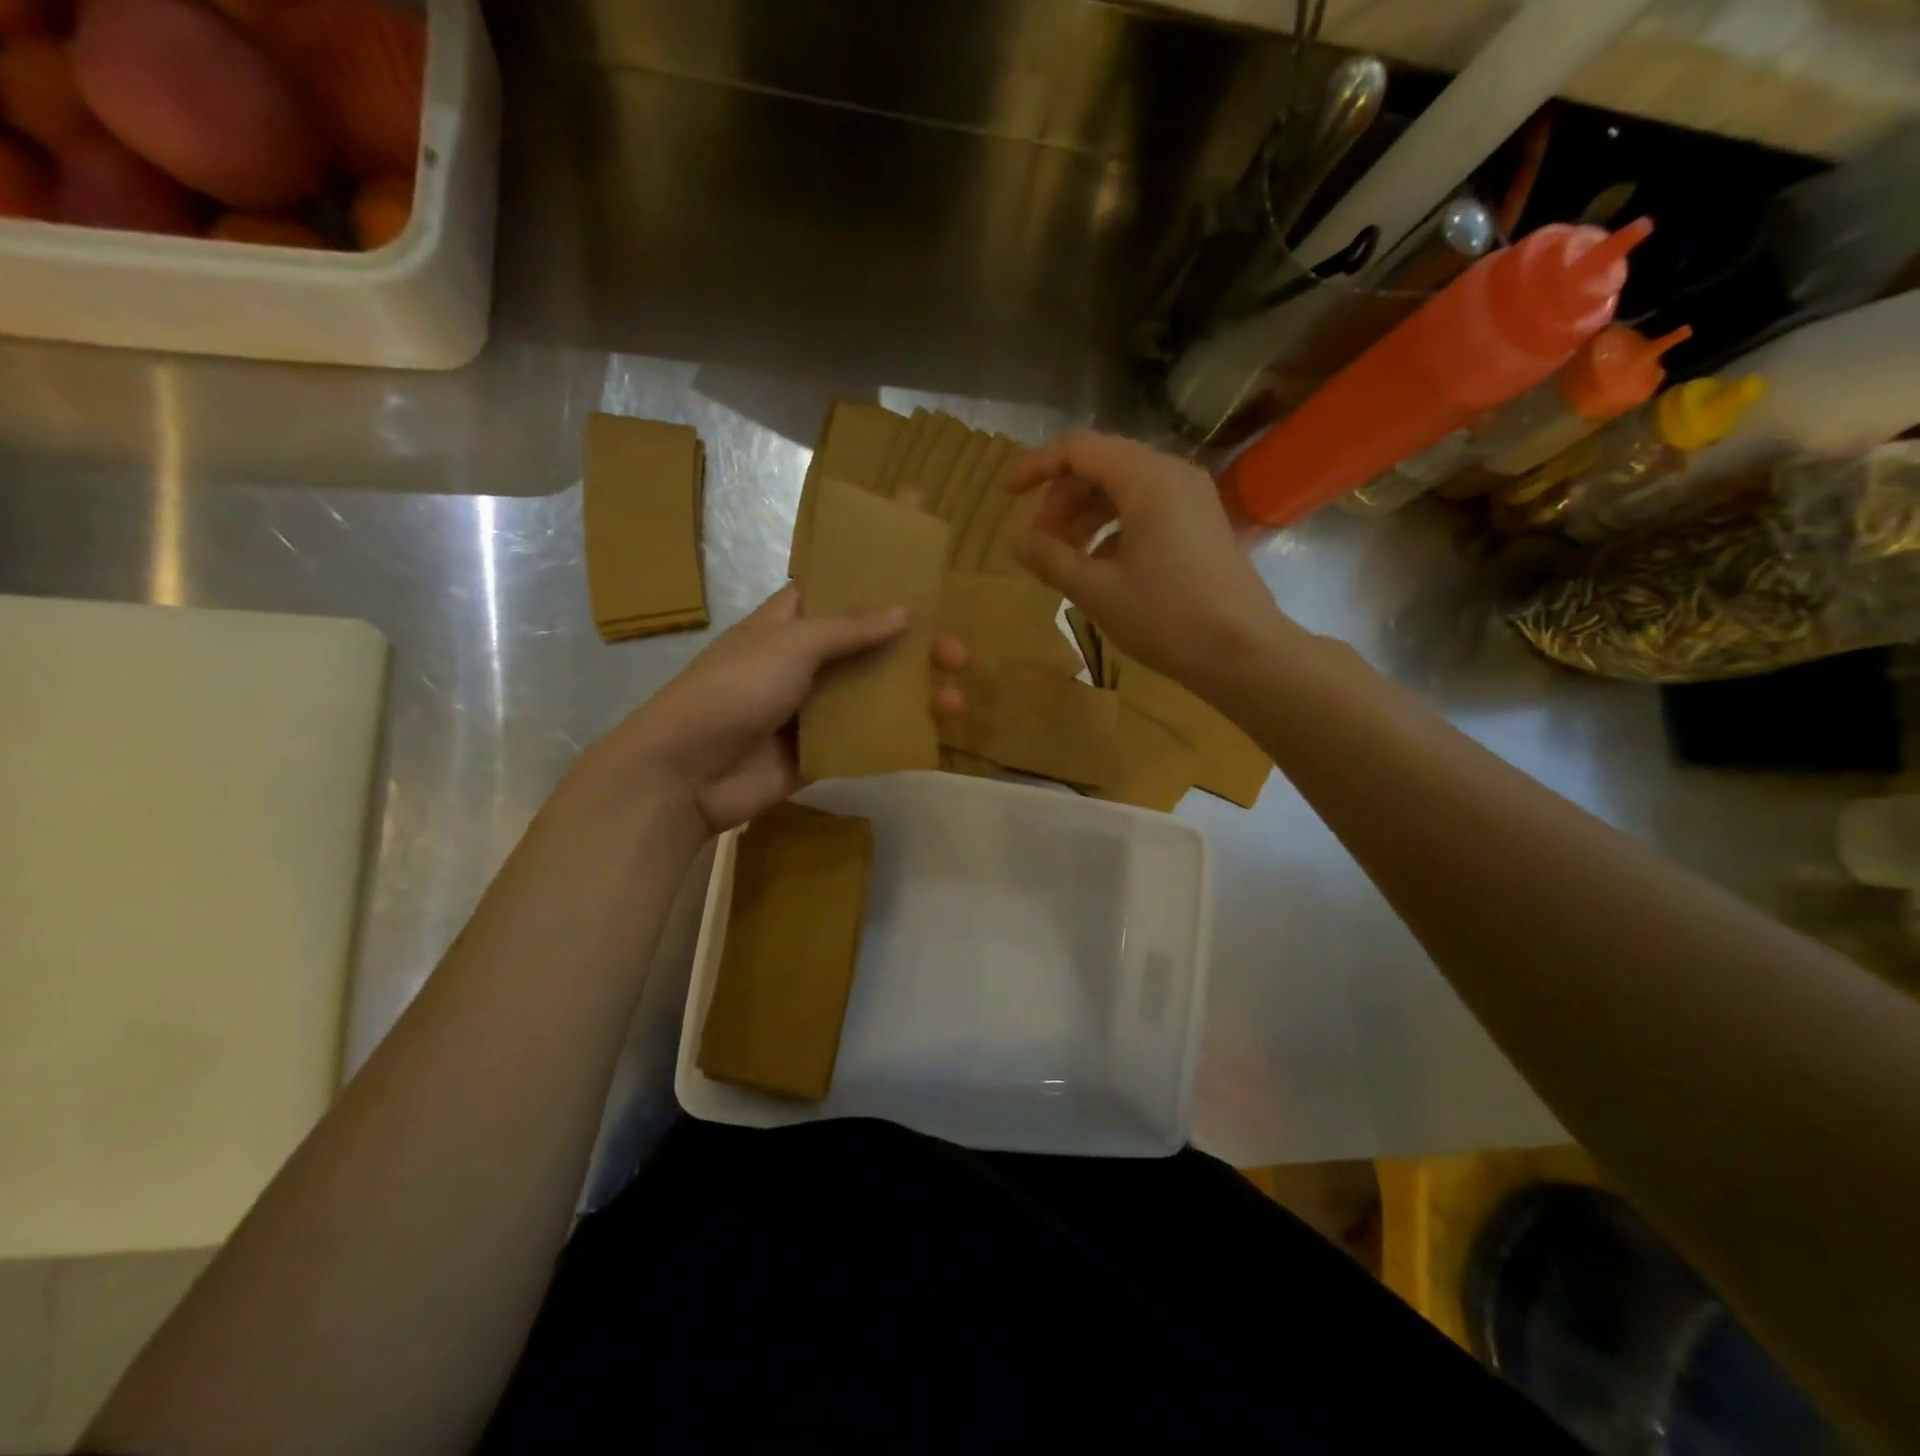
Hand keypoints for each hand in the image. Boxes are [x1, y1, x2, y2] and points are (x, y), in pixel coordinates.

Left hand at [579, 587, 965, 837]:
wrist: (687, 772)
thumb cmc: (734, 689)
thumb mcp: (791, 645)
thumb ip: (849, 629)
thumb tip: (905, 613)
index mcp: (792, 621)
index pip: (843, 587)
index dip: (881, 576)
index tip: (926, 569)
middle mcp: (807, 660)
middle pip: (872, 645)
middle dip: (916, 646)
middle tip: (957, 653)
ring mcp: (815, 708)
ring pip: (875, 693)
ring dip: (916, 693)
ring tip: (955, 700)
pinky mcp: (820, 750)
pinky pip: (866, 737)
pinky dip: (898, 733)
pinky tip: (932, 732)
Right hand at [1006, 431, 1293, 692]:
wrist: (1243, 652)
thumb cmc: (1166, 617)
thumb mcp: (1096, 591)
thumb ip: (1050, 559)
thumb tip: (1018, 540)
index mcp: (1146, 478)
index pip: (1078, 449)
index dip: (1036, 467)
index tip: (1006, 495)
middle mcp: (1172, 473)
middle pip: (1100, 465)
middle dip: (1062, 500)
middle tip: (1041, 545)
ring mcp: (1191, 497)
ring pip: (1123, 488)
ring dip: (1085, 517)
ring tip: (1066, 560)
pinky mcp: (1200, 522)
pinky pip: (1145, 508)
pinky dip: (1113, 528)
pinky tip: (1101, 567)